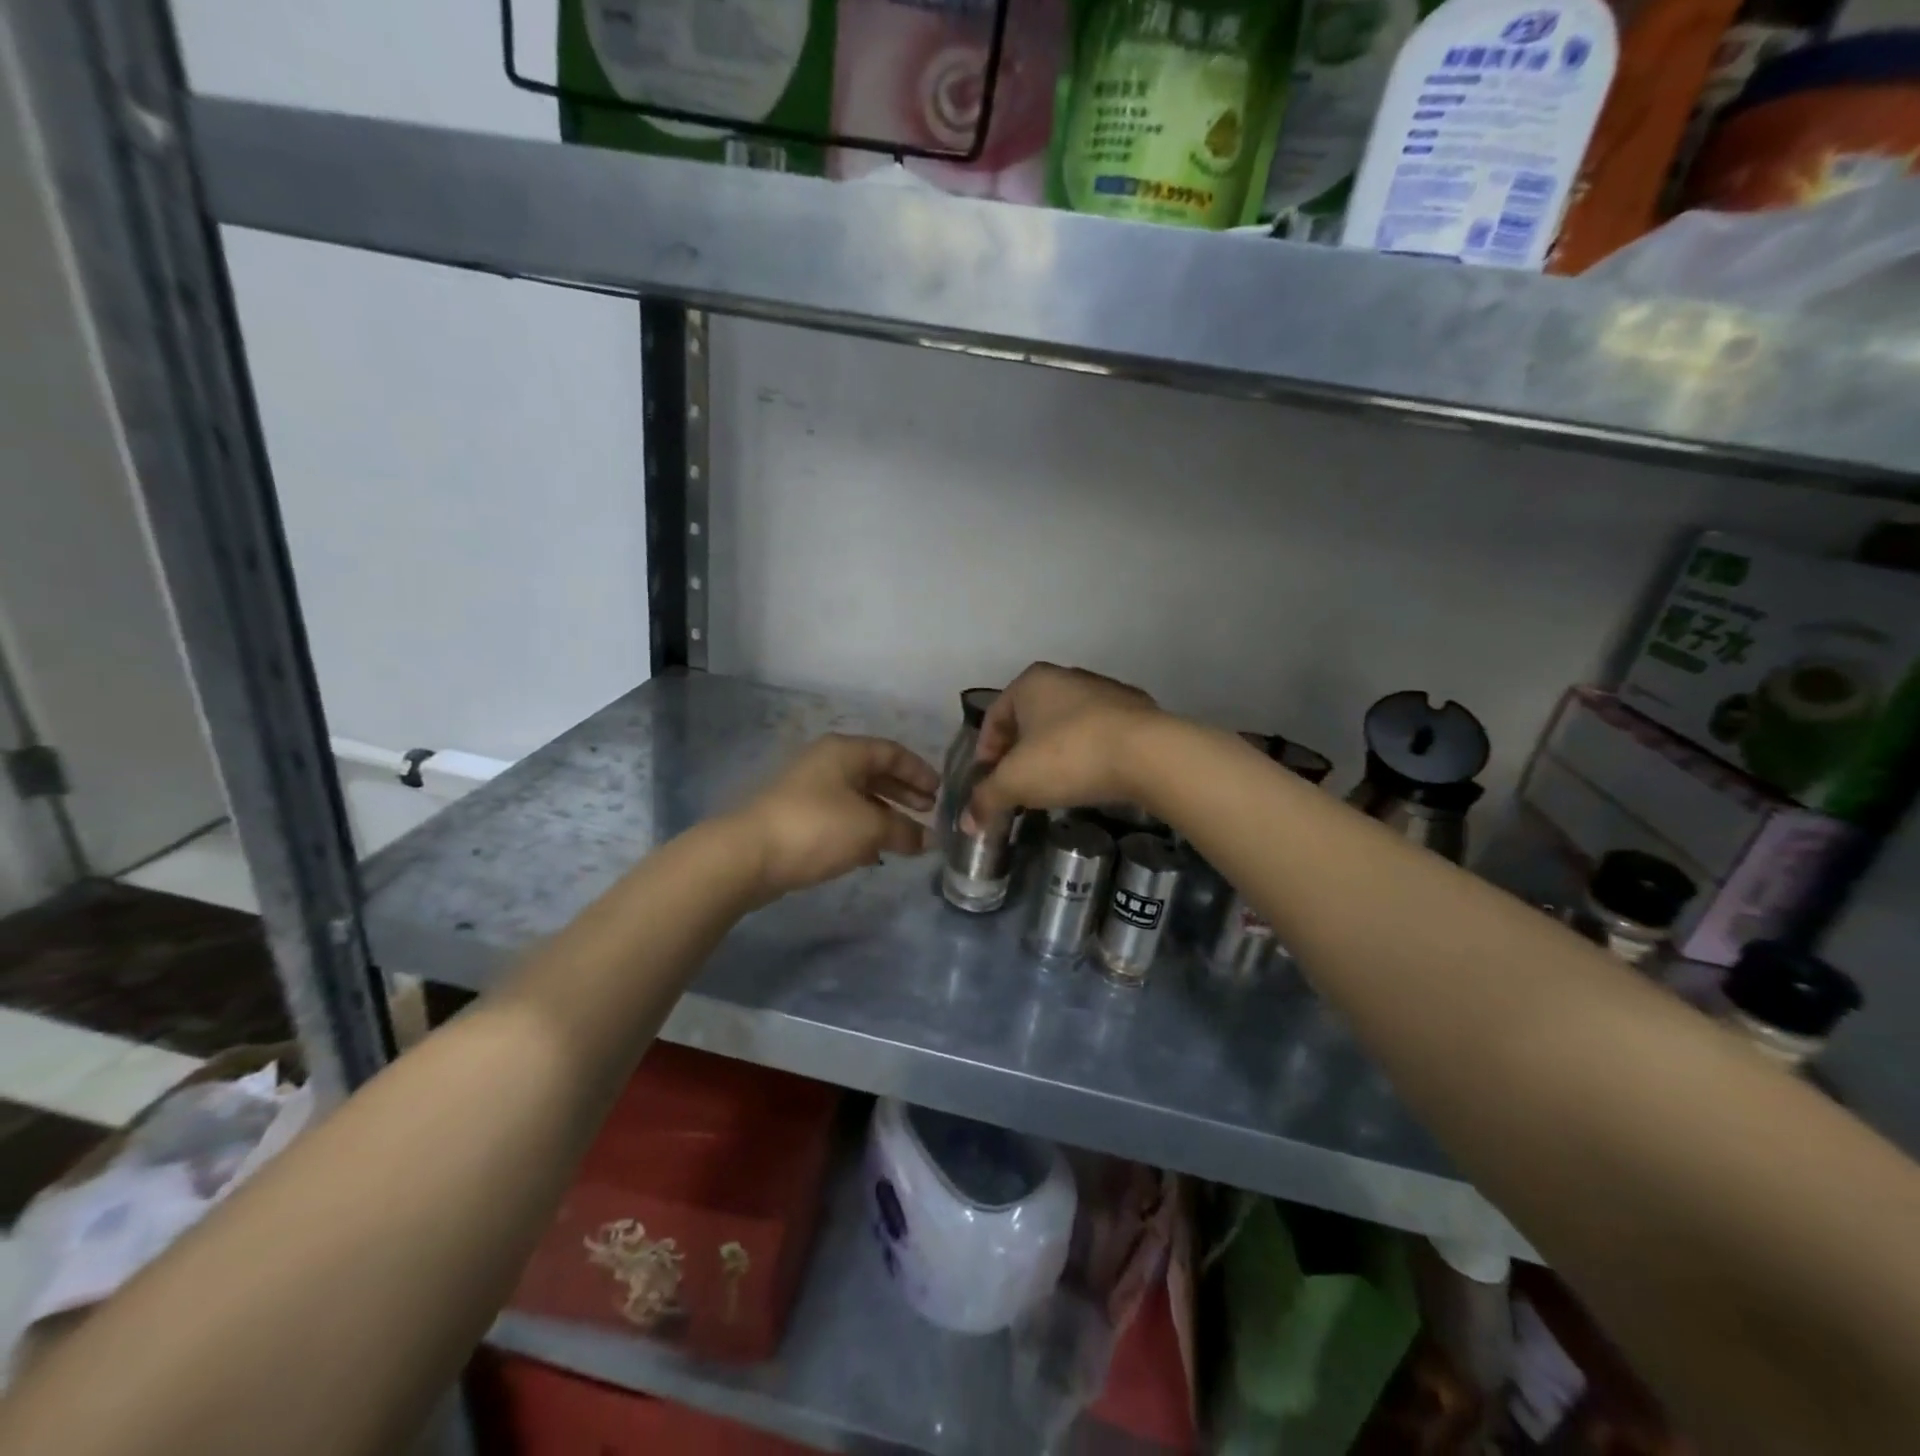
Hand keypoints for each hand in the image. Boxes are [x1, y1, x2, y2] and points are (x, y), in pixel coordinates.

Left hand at [734, 734, 938, 901]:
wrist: (748, 855)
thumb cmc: (817, 828)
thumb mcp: (870, 828)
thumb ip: (905, 831)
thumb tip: (930, 840)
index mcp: (845, 752)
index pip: (892, 752)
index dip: (919, 770)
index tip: (939, 792)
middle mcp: (826, 763)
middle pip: (874, 772)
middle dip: (903, 793)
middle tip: (927, 812)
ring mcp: (808, 789)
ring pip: (857, 797)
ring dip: (883, 814)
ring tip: (905, 837)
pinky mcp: (796, 817)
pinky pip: (840, 817)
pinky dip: (861, 830)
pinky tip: (874, 854)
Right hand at [967, 663, 1160, 824]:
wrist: (1149, 754)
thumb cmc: (1069, 757)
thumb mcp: (1016, 782)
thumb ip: (986, 799)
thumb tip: (968, 824)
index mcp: (1031, 682)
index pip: (994, 717)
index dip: (986, 753)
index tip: (989, 783)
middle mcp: (1066, 676)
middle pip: (1029, 719)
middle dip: (1019, 753)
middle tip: (1018, 786)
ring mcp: (1104, 691)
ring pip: (1065, 725)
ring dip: (1053, 753)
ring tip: (1053, 785)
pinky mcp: (1136, 710)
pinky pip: (1097, 733)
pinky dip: (1086, 753)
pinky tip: (1089, 778)